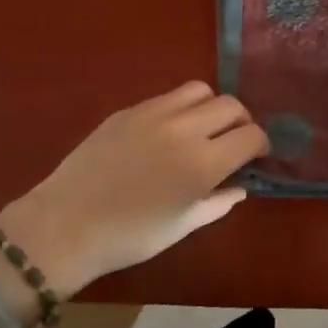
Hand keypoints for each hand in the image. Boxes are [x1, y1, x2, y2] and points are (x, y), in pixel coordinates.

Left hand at [0, 82, 268, 297]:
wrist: (66, 225)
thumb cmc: (130, 237)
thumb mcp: (182, 226)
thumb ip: (218, 203)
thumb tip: (239, 187)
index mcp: (203, 164)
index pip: (251, 135)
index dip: (261, 145)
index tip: (256, 157)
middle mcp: (184, 130)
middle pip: (231, 105)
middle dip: (242, 121)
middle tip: (233, 141)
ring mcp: (153, 114)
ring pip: (200, 90)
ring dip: (212, 107)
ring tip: (203, 128)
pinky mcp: (128, 111)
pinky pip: (167, 97)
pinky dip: (181, 108)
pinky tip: (168, 132)